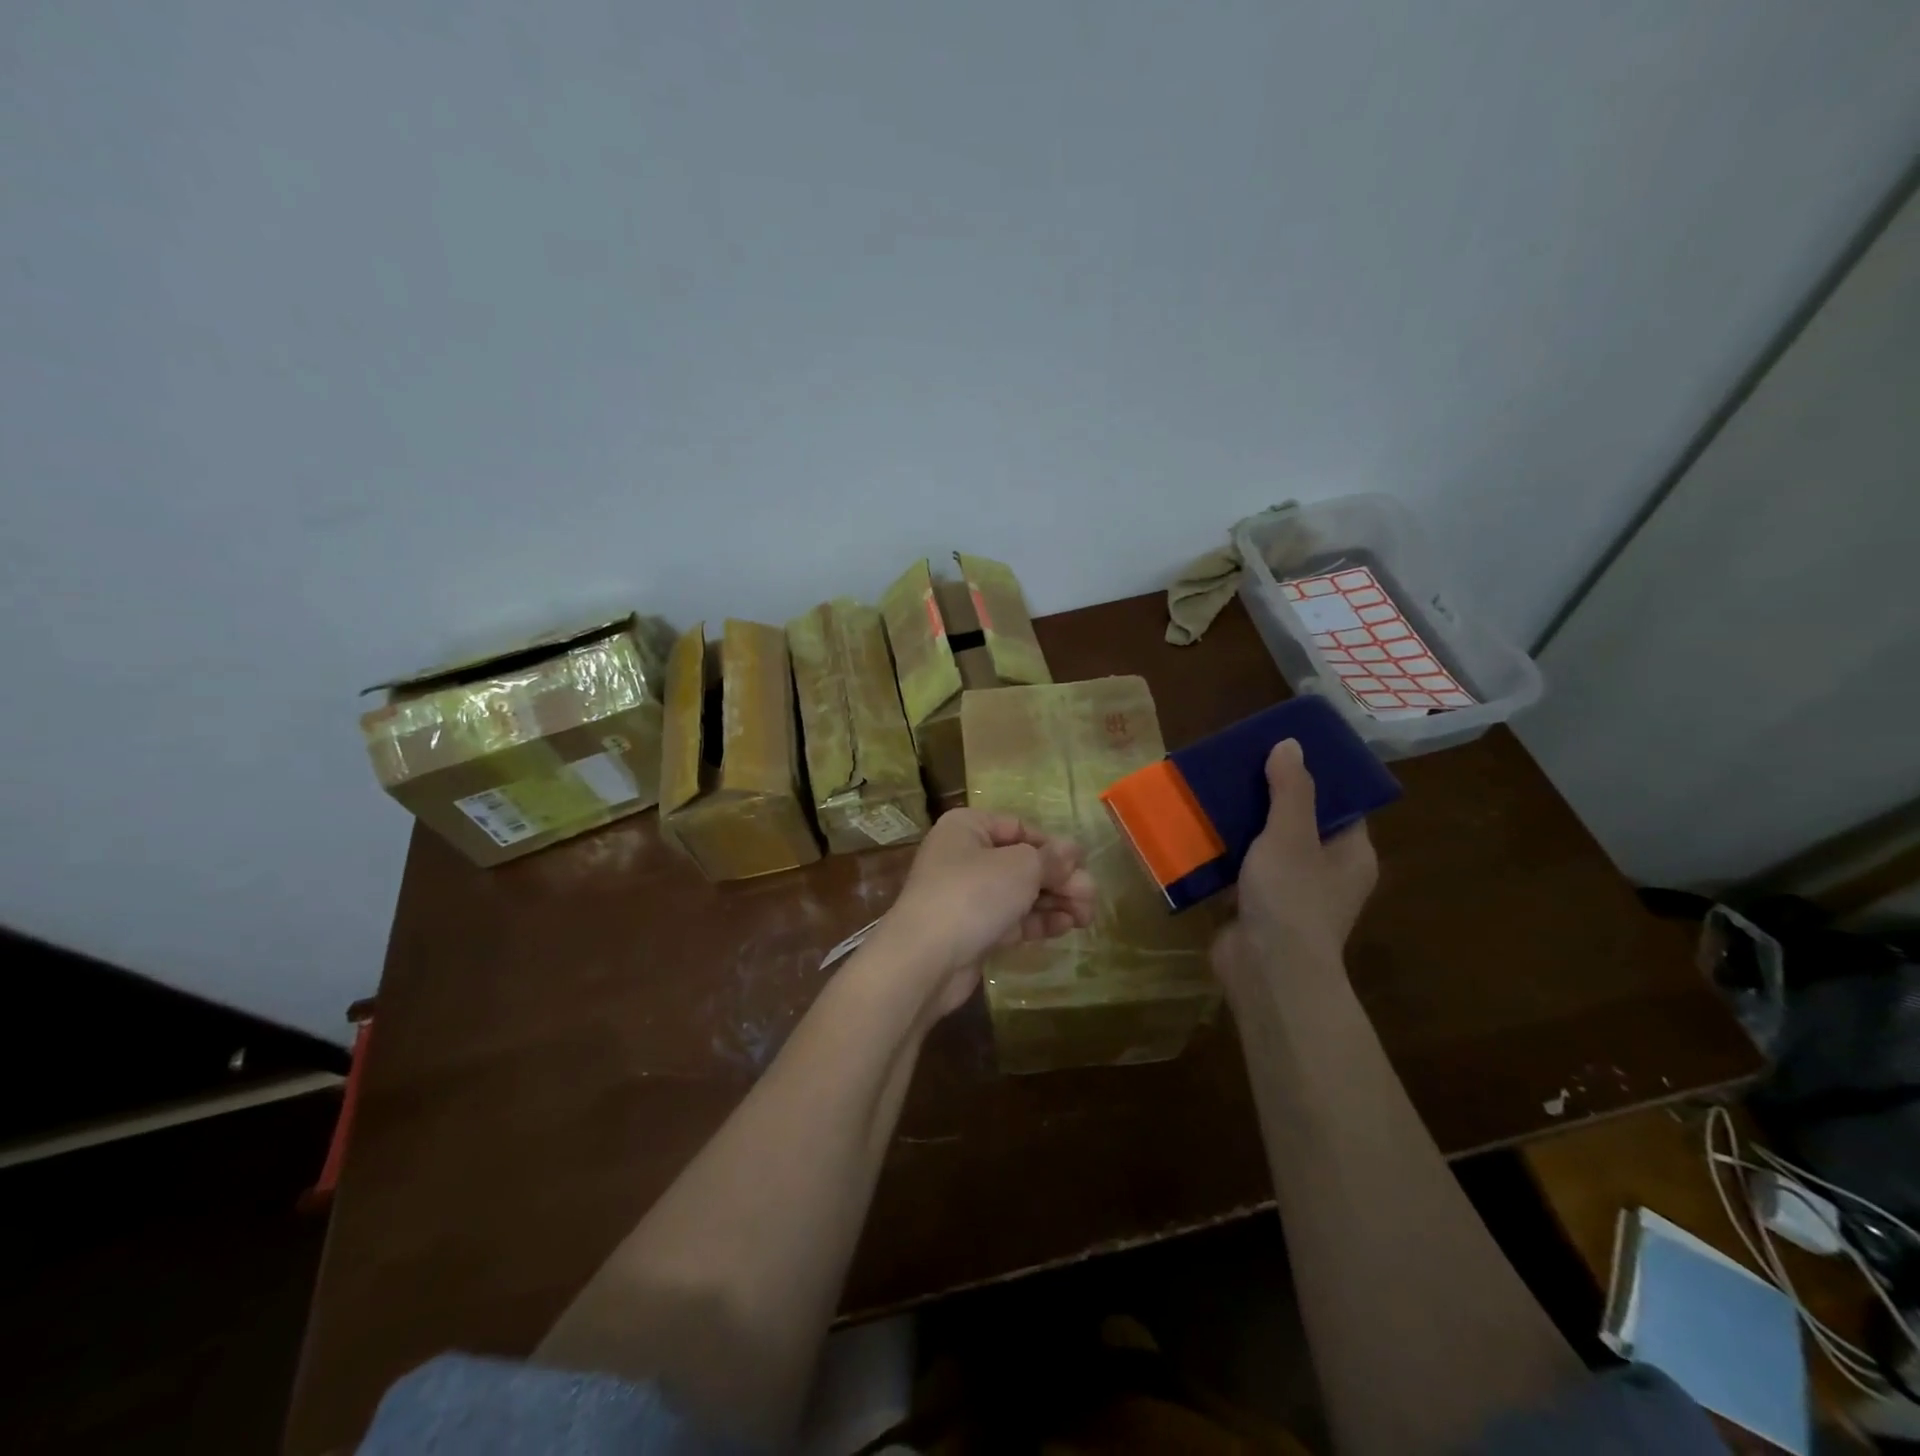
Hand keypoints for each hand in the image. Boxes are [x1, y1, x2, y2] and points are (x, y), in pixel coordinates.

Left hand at [877, 810, 1096, 1018]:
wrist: (925, 960)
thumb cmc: (973, 895)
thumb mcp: (1021, 868)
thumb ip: (1051, 858)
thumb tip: (1073, 850)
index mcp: (967, 827)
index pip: (1019, 827)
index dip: (1053, 845)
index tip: (1082, 865)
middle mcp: (963, 856)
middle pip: (1022, 862)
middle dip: (1059, 878)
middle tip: (1092, 898)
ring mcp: (966, 895)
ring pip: (1019, 892)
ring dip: (1054, 901)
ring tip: (1087, 916)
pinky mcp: (971, 930)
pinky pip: (1011, 918)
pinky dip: (1037, 920)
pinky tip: (1065, 927)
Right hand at [1212, 739, 1377, 994]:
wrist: (1266, 970)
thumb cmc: (1291, 897)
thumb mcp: (1291, 834)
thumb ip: (1290, 789)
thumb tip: (1291, 744)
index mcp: (1350, 853)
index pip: (1339, 805)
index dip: (1315, 777)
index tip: (1283, 752)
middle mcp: (1326, 872)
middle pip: (1298, 823)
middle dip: (1268, 797)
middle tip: (1240, 766)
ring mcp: (1291, 893)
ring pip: (1266, 846)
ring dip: (1241, 825)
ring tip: (1213, 791)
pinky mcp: (1257, 907)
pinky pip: (1241, 870)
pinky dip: (1224, 853)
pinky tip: (1198, 831)